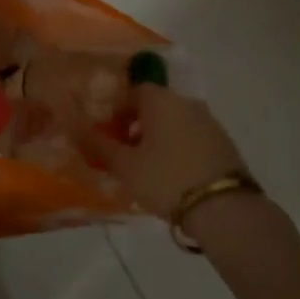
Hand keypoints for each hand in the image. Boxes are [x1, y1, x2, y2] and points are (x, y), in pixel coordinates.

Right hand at [82, 83, 248, 220]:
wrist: (224, 207)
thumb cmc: (167, 178)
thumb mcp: (125, 166)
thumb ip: (99, 146)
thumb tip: (75, 128)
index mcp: (160, 99)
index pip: (131, 91)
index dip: (115, 112)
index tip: (107, 137)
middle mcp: (185, 101)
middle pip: (153, 106)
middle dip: (135, 126)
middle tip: (123, 156)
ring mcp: (208, 120)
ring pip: (173, 122)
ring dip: (157, 138)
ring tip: (147, 170)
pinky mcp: (223, 142)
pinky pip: (191, 137)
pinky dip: (178, 149)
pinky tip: (173, 177)